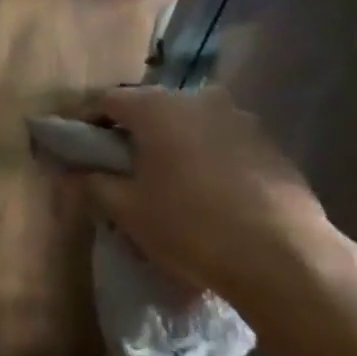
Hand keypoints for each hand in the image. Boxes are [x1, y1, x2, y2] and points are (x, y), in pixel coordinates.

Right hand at [53, 86, 356, 332]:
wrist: (283, 257)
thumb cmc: (191, 227)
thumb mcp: (129, 211)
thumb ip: (93, 185)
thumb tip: (72, 173)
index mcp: (157, 107)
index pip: (107, 100)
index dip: (85, 120)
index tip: (75, 144)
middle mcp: (198, 98)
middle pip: (150, 107)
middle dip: (130, 132)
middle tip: (118, 166)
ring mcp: (239, 117)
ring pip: (188, 122)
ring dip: (170, 142)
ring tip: (165, 180)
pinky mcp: (267, 141)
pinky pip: (220, 140)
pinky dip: (203, 155)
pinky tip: (206, 190)